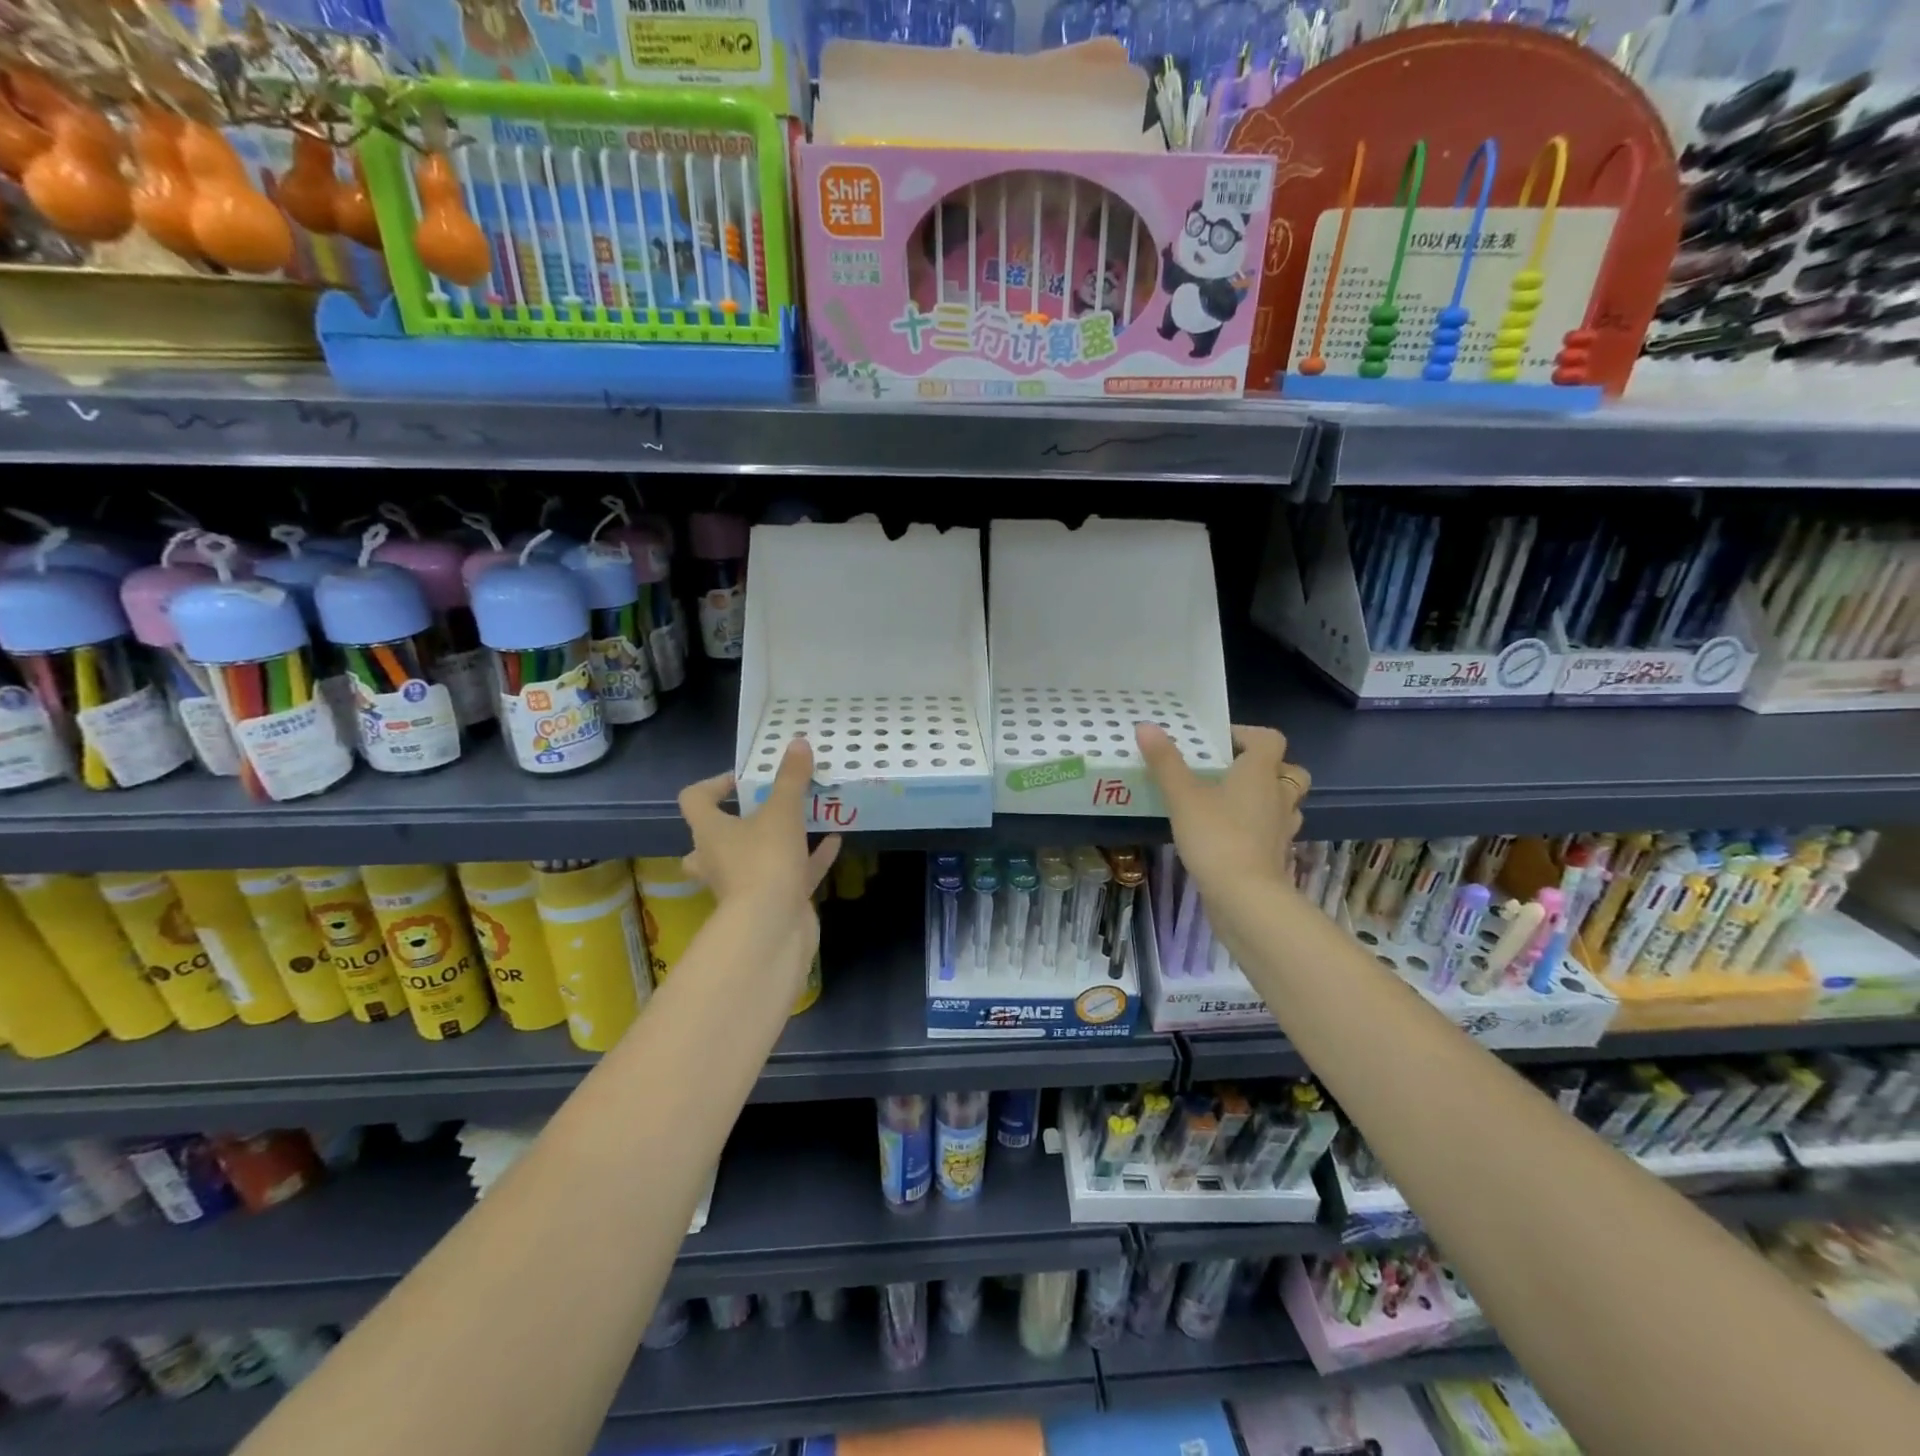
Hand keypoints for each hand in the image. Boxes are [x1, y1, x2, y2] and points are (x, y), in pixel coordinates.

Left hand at [677, 738, 841, 917]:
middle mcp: (719, 859)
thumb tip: (798, 744)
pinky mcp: (772, 901)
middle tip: (764, 809)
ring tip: (805, 819)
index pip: (694, 800)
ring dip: (777, 841)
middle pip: (714, 838)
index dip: (713, 785)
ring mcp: (743, 885)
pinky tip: (833, 841)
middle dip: (737, 824)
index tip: (743, 778)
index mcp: (710, 832)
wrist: (772, 927)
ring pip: (753, 859)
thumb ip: (790, 778)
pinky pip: (790, 875)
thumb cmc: (764, 861)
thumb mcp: (782, 811)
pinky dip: (810, 859)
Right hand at [1136, 722, 1308, 899]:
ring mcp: (1282, 828)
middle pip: (1288, 770)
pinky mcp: (1277, 855)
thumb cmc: (1216, 837)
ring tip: (1234, 802)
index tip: (1218, 742)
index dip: (1247, 735)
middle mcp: (1279, 796)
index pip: (1269, 739)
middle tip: (1232, 772)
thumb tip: (1146, 726)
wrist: (1245, 897)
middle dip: (1266, 767)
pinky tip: (1235, 834)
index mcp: (1260, 773)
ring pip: (1286, 802)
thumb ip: (1165, 762)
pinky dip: (1261, 827)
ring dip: (1267, 797)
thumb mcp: (1182, 796)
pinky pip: (1275, 830)